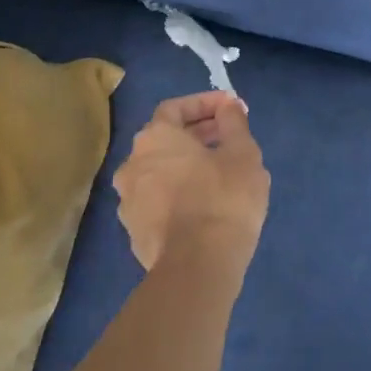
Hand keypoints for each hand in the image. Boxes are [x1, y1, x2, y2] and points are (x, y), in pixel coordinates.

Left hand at [113, 93, 268, 283]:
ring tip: (218, 171)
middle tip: (228, 137)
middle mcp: (132, 164)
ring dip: (185, 165)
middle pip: (164, 139)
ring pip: (159, 171)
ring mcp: (128, 201)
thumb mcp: (242, 153)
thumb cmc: (223, 198)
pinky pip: (158, 200)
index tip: (232, 108)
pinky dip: (178, 193)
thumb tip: (227, 106)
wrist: (197, 266)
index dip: (205, 104)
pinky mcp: (134, 233)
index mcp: (155, 138)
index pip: (175, 108)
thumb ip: (233, 122)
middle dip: (197, 133)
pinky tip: (203, 204)